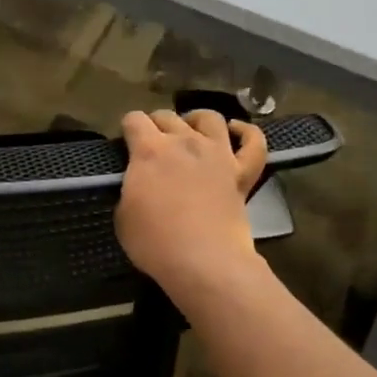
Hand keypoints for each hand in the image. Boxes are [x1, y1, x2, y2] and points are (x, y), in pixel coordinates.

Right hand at [116, 110, 267, 299]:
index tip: (125, 145)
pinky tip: (236, 131)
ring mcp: (218, 153)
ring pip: (209, 118)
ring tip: (190, 131)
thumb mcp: (123, 217)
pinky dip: (246, 132)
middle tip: (152, 144)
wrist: (203, 260)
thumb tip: (138, 186)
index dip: (127, 129)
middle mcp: (184, 142)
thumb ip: (130, 190)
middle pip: (167, 116)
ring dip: (196, 120)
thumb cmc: (155, 242)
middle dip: (155, 124)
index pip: (133, 120)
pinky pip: (253, 142)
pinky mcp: (242, 172)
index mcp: (149, 151)